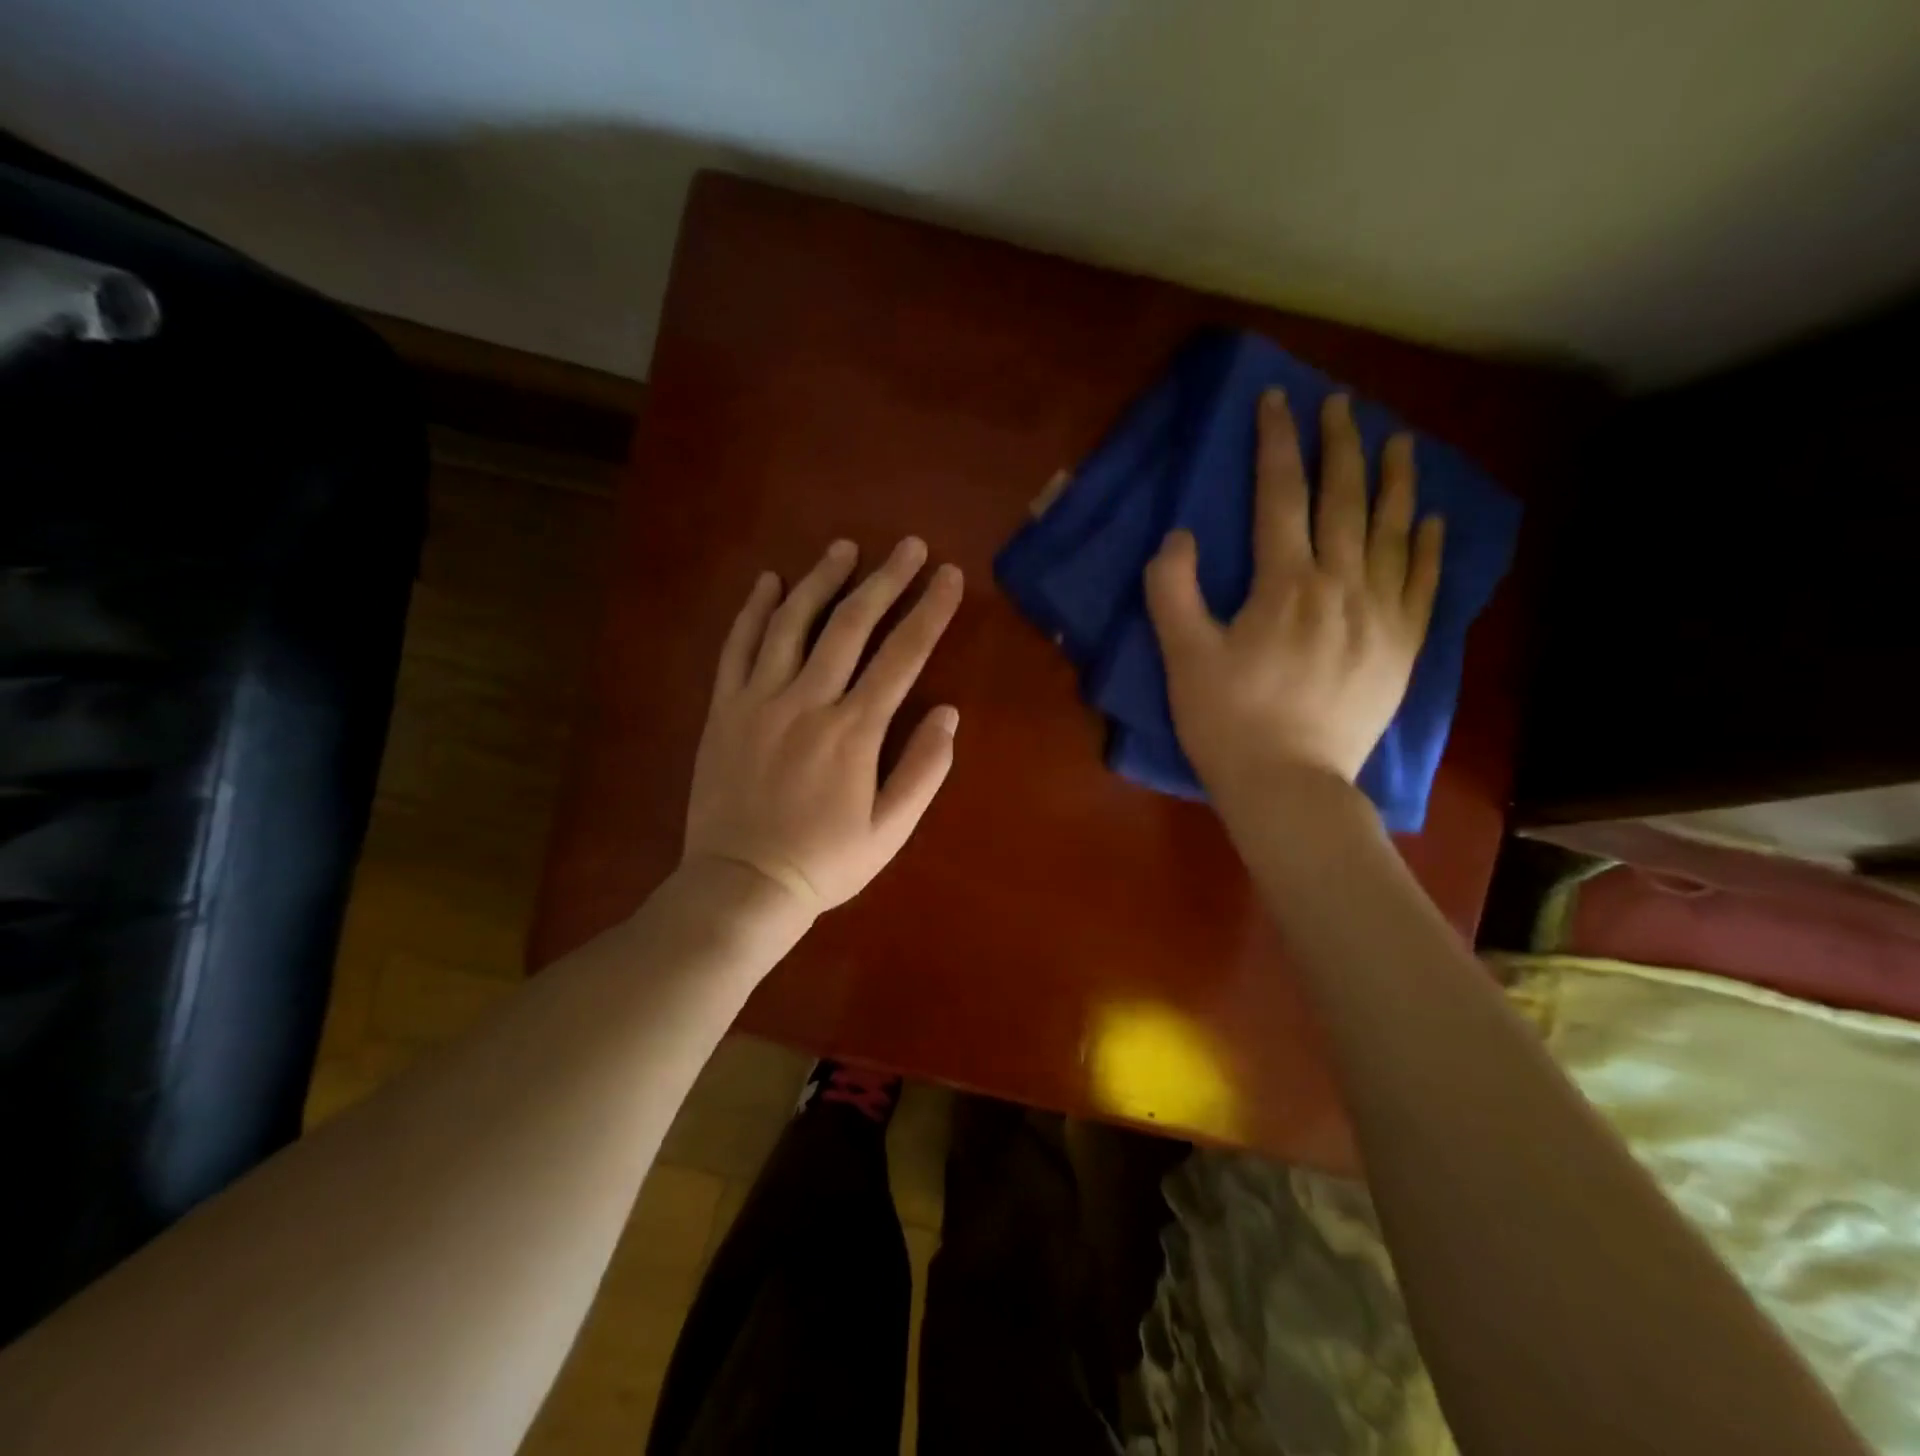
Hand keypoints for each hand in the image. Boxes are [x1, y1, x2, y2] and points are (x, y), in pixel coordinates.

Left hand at [684, 536, 964, 917]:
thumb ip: (924, 770)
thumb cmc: (825, 863)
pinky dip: (754, 610)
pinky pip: (738, 646)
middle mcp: (808, 700)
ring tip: (845, 548)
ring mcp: (759, 699)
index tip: (949, 575)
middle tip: (909, 545)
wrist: (741, 885)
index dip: (930, 611)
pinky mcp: (724, 708)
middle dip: (885, 579)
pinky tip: (769, 582)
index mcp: (854, 730)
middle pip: (851, 624)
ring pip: (793, 622)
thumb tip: (949, 714)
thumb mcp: (890, 830)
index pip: (903, 655)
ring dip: (821, 579)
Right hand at [1144, 390, 1441, 800]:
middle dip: (1339, 446)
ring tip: (1398, 441)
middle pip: (1343, 500)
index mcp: (1285, 584)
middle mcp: (1341, 585)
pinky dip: (1428, 547)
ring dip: (1394, 481)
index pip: (1280, 496)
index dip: (1276, 444)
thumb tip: (1180, 535)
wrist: (1290, 786)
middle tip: (1340, 403)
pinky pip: (1423, 585)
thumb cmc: (1228, 722)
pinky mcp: (1402, 648)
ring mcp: (1380, 616)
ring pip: (1393, 532)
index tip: (1278, 400)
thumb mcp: (1183, 658)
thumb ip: (1173, 590)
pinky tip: (1430, 519)